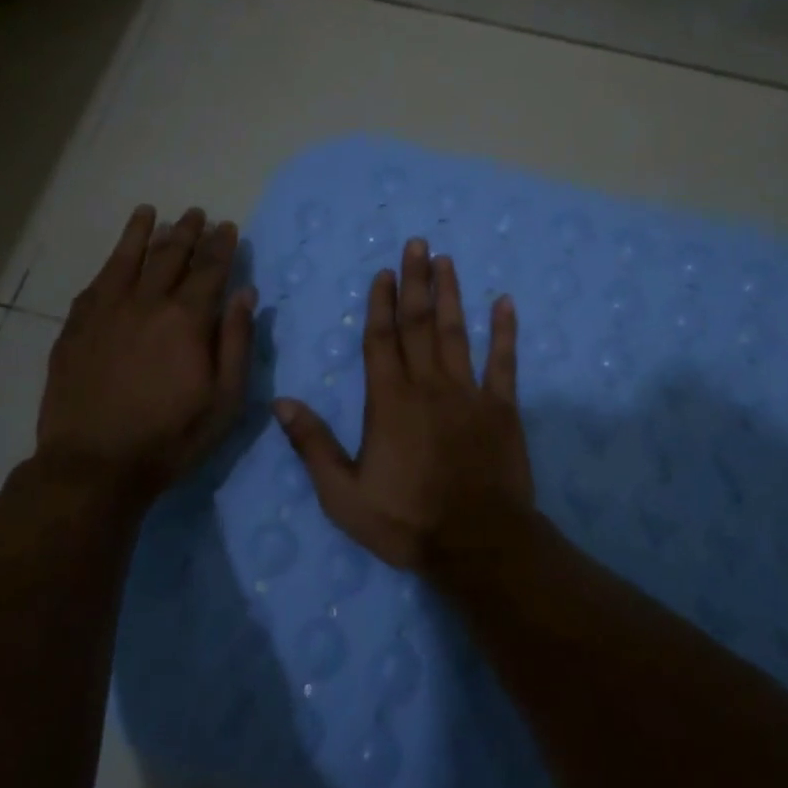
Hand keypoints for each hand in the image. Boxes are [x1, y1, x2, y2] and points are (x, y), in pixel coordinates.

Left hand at [34, 205, 256, 503]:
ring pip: (127, 259)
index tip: (228, 227)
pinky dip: (110, 263)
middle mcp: (146, 303)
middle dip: (187, 231)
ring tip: (151, 213)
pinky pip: (96, 283)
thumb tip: (246, 293)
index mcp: (187, 319)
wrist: (94, 465)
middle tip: (196, 214)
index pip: (210, 269)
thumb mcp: (225, 399)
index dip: (221, 245)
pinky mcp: (76, 327)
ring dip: (142, 233)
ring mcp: (105, 312)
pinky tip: (115, 258)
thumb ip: (237, 341)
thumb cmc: (171, 436)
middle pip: (169, 255)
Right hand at [274, 238, 535, 571]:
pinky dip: (505, 332)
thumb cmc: (406, 520)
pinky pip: (504, 362)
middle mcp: (428, 385)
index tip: (384, 271)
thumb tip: (282, 402)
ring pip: (456, 333)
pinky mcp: (502, 408)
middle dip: (416, 282)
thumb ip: (313, 446)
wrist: (477, 544)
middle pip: (418, 324)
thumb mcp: (343, 495)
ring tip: (447, 261)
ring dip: (451, 295)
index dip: (381, 303)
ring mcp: (468, 393)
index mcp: (389, 401)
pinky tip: (505, 304)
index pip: (381, 340)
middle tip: (417, 243)